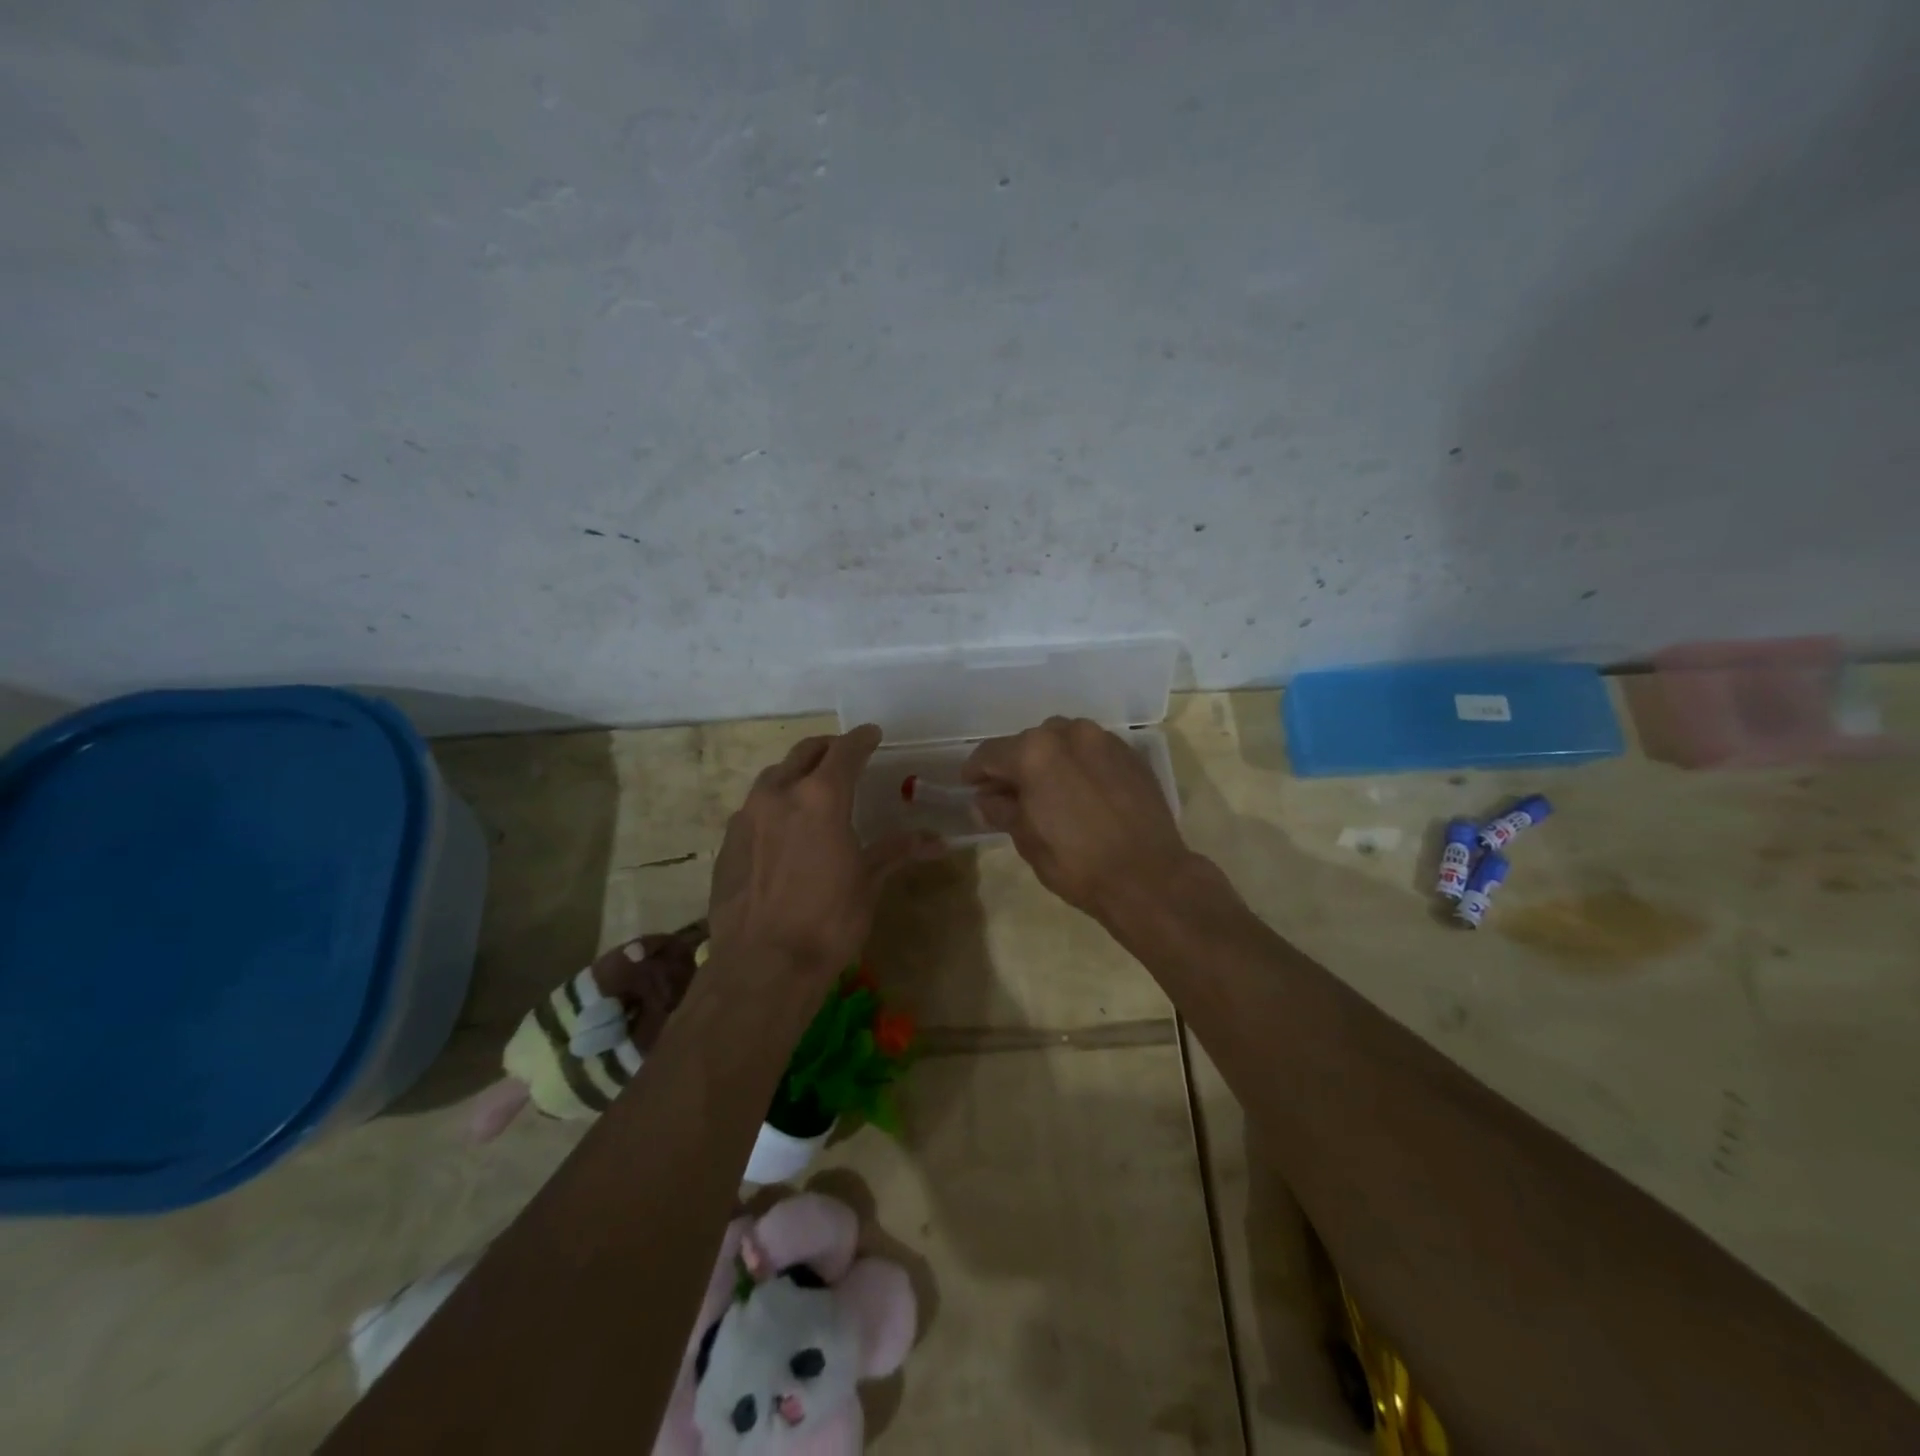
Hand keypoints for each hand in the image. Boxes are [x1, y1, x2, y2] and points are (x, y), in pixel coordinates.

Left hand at [708, 725, 928, 984]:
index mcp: (821, 798)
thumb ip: (896, 851)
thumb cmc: (828, 921)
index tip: (872, 734)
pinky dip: (773, 804)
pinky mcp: (727, 842)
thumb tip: (937, 840)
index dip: (862, 739)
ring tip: (811, 786)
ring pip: (774, 777)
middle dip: (827, 748)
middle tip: (843, 754)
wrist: (762, 965)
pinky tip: (781, 828)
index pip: (845, 751)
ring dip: (796, 772)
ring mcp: (747, 817)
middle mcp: (780, 795)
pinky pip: (754, 808)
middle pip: (805, 752)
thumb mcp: (868, 882)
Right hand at [963, 716, 1197, 923]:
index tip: (970, 786)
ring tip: (1048, 790)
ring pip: (1063, 741)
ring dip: (1049, 760)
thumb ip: (1002, 811)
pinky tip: (1080, 791)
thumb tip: (985, 800)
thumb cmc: (1077, 863)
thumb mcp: (1027, 840)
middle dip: (1015, 765)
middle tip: (1008, 793)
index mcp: (1035, 752)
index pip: (991, 753)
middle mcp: (1069, 734)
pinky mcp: (1131, 755)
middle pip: (1028, 742)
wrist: (1148, 877)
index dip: (976, 771)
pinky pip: (1093, 751)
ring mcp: (1104, 740)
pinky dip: (1079, 764)